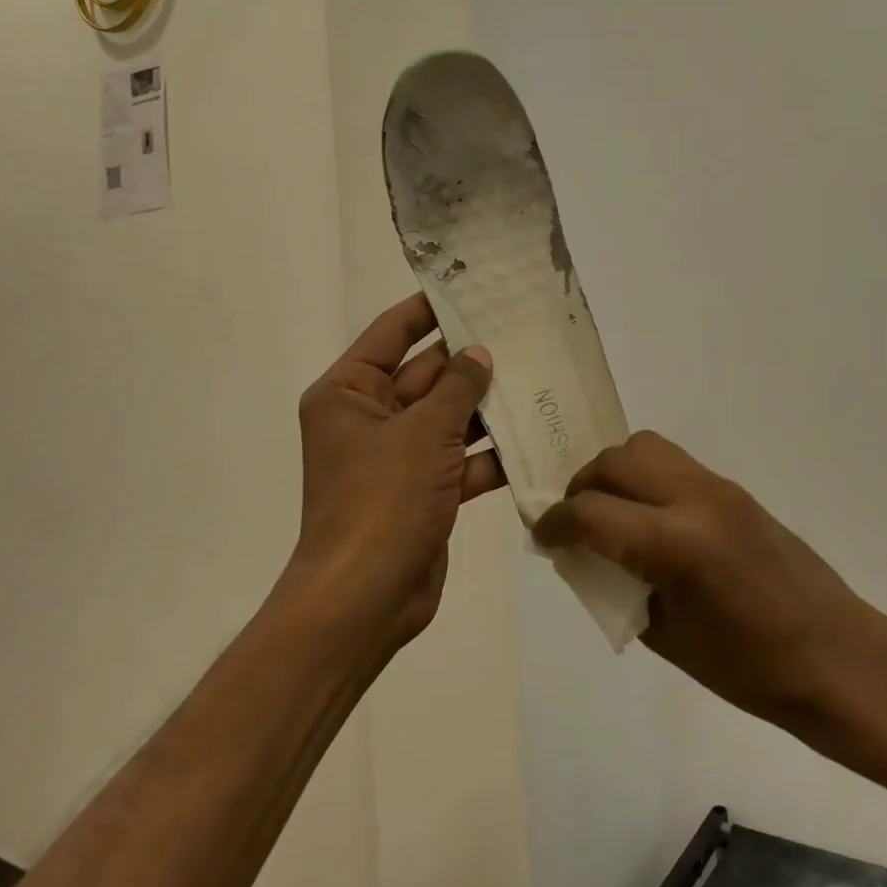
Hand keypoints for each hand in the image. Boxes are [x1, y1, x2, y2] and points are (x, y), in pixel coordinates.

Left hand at [292, 295, 502, 650]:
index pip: (393, 333)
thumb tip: (478, 353)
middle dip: (471, 359)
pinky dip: (490, 452)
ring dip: (486, 405)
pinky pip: (460, 457)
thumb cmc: (382, 501)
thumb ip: (456, 386)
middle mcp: (370, 418)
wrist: (366, 601)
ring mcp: (398, 456)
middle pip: (427, 374)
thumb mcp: (422, 432)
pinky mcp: (423, 490)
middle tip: (521, 330)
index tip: (471, 286)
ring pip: (448, 416)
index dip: (430, 308)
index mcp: (349, 393)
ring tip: (537, 375)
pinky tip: (534, 435)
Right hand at [534, 432, 883, 732]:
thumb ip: (619, 584)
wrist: (835, 656)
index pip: (593, 512)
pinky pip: (673, 464)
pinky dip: (645, 478)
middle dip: (582, 486)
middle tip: (572, 521)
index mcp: (676, 544)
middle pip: (616, 461)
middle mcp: (695, 498)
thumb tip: (587, 554)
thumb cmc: (750, 670)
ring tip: (607, 512)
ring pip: (645, 447)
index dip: (556, 522)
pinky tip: (646, 518)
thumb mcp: (667, 636)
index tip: (541, 535)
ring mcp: (718, 487)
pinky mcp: (734, 488)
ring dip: (614, 472)